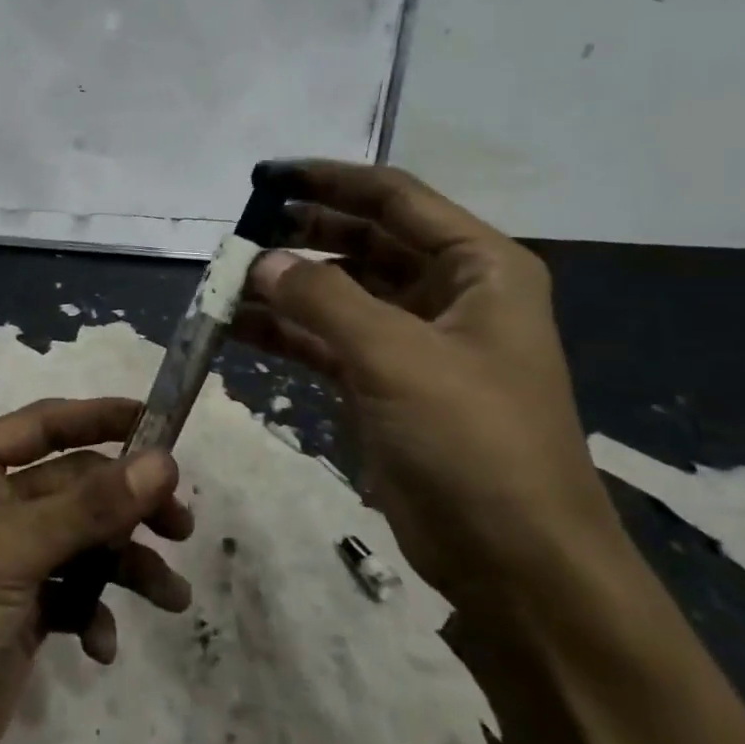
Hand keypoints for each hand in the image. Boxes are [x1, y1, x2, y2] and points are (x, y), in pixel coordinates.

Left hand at [0, 397, 193, 743]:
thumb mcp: (13, 548)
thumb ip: (91, 505)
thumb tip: (164, 462)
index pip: (46, 424)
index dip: (101, 418)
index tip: (158, 422)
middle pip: (77, 486)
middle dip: (128, 506)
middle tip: (181, 523)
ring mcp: (10, 557)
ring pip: (85, 541)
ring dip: (128, 565)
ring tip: (171, 595)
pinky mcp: (25, 608)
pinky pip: (76, 592)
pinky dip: (95, 613)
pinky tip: (99, 644)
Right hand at [236, 160, 628, 617]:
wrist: (517, 565)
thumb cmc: (474, 442)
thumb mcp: (397, 357)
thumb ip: (322, 300)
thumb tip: (259, 262)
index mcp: (478, 267)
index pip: (394, 198)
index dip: (329, 180)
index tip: (267, 178)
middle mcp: (448, 294)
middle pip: (363, 241)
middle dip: (302, 234)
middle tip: (241, 233)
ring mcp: (414, 341)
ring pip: (339, 293)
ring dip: (286, 286)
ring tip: (227, 281)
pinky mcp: (385, 384)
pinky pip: (327, 340)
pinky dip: (286, 332)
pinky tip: (238, 326)